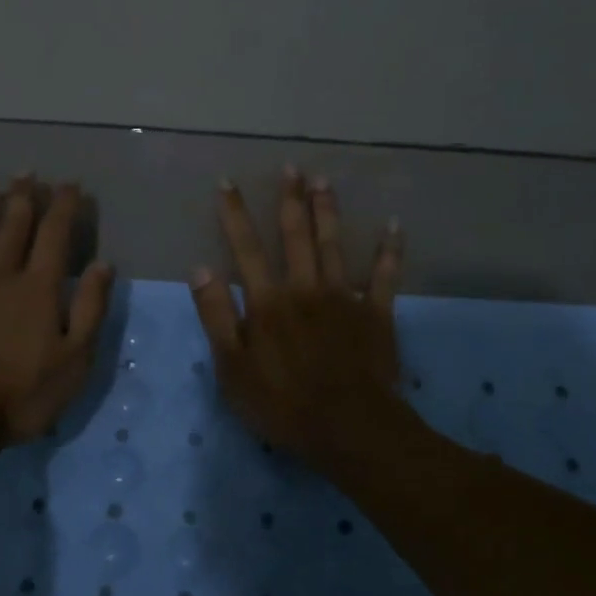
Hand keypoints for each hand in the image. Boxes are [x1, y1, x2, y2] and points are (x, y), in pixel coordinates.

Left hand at [0, 176, 114, 442]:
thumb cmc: (23, 391)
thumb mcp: (75, 358)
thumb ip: (91, 308)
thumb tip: (103, 265)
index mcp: (39, 289)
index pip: (55, 236)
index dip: (64, 207)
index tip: (70, 184)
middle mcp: (2, 278)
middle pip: (14, 230)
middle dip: (23, 198)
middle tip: (26, 171)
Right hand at [190, 168, 406, 468]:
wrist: (348, 428)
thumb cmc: (281, 404)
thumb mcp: (232, 368)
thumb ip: (216, 316)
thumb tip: (201, 268)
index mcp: (267, 302)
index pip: (245, 248)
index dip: (234, 214)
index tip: (228, 182)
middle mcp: (305, 288)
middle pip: (295, 235)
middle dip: (291, 199)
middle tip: (292, 167)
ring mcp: (344, 298)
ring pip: (334, 244)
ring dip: (328, 211)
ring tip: (325, 180)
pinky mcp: (376, 313)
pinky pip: (385, 275)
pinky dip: (390, 250)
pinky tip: (395, 225)